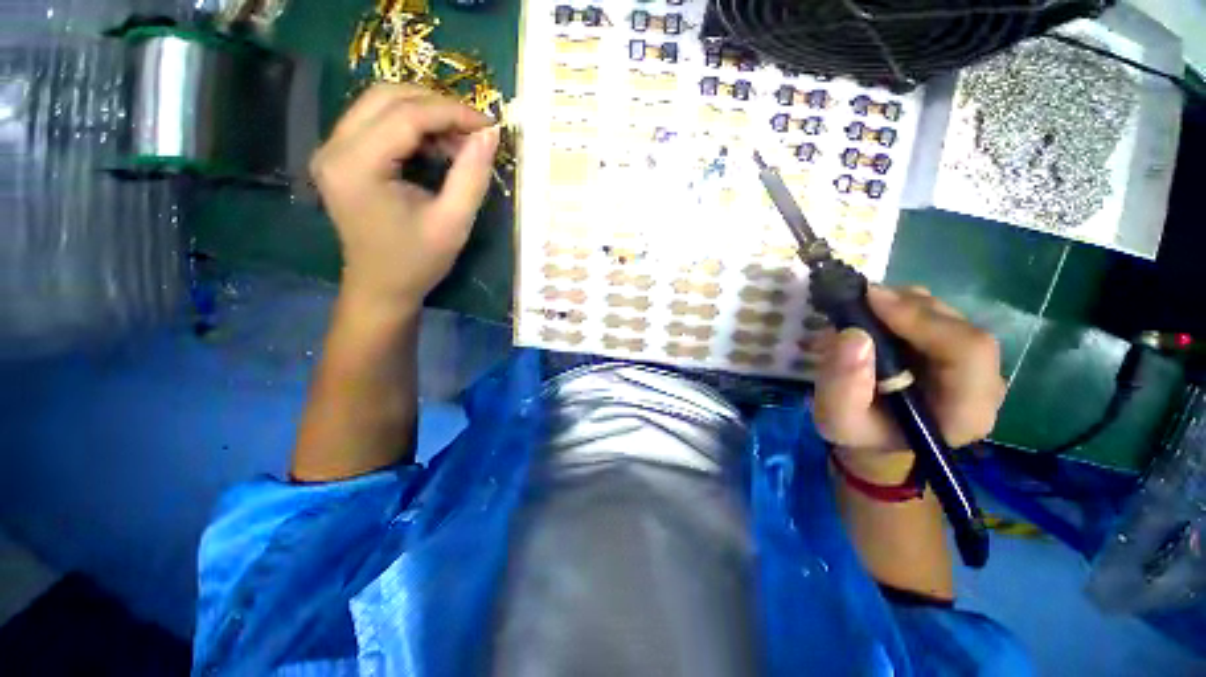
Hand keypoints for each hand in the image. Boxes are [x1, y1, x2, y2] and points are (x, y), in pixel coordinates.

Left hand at [309, 84, 499, 313]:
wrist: (381, 288)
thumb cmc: (417, 262)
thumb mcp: (453, 223)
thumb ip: (472, 176)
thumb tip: (490, 134)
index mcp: (357, 166)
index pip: (406, 115)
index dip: (452, 113)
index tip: (488, 125)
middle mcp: (334, 147)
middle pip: (387, 96)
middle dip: (437, 106)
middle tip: (474, 130)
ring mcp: (332, 149)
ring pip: (380, 103)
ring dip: (425, 113)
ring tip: (459, 141)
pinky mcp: (340, 156)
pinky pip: (376, 122)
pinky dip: (411, 126)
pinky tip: (435, 148)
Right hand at [813, 286, 1005, 477]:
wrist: (876, 438)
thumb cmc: (860, 433)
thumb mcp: (837, 419)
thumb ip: (842, 385)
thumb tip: (853, 335)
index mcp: (965, 412)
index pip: (968, 351)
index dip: (922, 319)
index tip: (870, 299)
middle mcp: (984, 385)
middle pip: (959, 328)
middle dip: (907, 307)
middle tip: (859, 299)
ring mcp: (975, 365)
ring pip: (948, 316)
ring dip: (902, 305)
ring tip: (861, 309)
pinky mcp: (957, 351)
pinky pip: (937, 316)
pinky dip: (903, 307)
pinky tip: (875, 316)